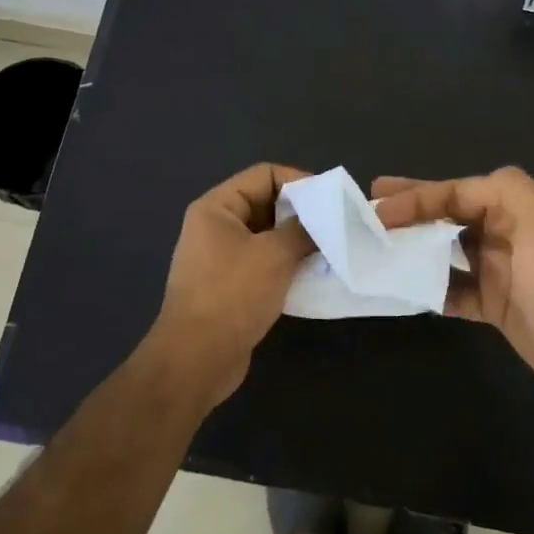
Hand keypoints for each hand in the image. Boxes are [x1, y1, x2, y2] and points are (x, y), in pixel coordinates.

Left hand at [149, 163, 314, 406]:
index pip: (264, 175)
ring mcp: (222, 258)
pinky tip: (314, 275)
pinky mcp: (231, 286)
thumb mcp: (274, 255)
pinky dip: (288, 265)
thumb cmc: (232, 295)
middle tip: (336, 225)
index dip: (298, 181)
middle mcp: (216, 227)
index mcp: (217, 208)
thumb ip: (303, 230)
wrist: (197, 359)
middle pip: (266, 204)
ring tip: (331, 249)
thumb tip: (325, 220)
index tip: (330, 200)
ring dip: (298, 241)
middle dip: (302, 213)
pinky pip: (265, 263)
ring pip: (268, 236)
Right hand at [373, 167, 533, 400]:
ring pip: (445, 248)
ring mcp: (496, 267)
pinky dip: (428, 285)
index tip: (379, 209)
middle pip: (447, 214)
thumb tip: (457, 189)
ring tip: (377, 244)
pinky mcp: (491, 301)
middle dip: (410, 208)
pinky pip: (451, 287)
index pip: (455, 192)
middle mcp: (504, 231)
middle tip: (371, 207)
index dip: (416, 196)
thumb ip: (506, 188)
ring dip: (414, 245)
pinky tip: (402, 287)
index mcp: (514, 207)